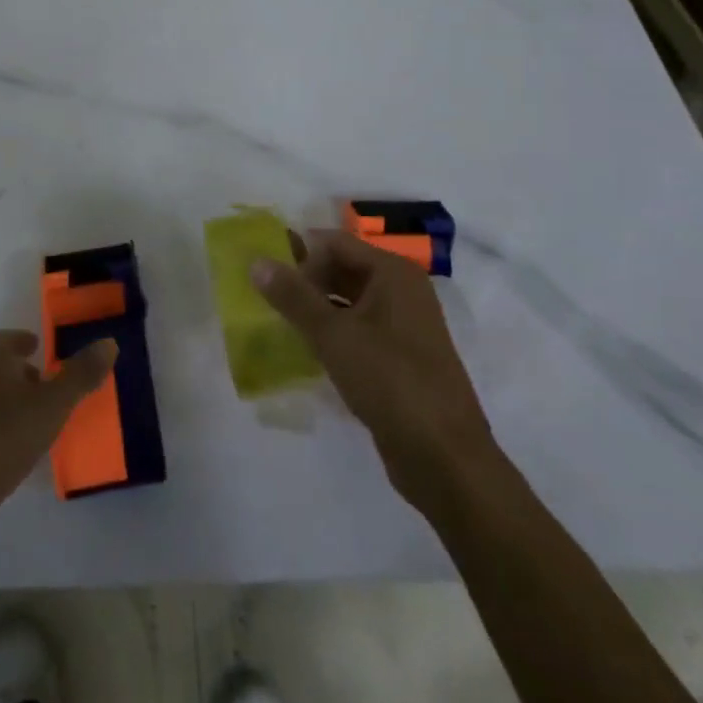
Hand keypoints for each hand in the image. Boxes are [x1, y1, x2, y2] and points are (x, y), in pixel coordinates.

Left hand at [0, 329, 116, 566]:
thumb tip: (109, 341)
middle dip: (11, 373)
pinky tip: (17, 459)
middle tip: (38, 381)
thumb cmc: (1, 439)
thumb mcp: (50, 405)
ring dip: (5, 407)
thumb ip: (80, 376)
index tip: (35, 345)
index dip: (15, 340)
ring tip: (35, 422)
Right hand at [251, 230, 494, 491]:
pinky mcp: (401, 358)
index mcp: (393, 272)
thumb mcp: (333, 335)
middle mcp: (402, 290)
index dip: (299, 254)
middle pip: (343, 268)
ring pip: (349, 301)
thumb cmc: (390, 381)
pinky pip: (359, 330)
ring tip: (279, 322)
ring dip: (316, 308)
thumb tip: (256, 261)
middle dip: (305, 281)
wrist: (445, 459)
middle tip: (267, 299)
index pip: (334, 243)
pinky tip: (307, 350)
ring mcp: (405, 326)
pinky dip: (333, 333)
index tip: (265, 276)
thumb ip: (293, 296)